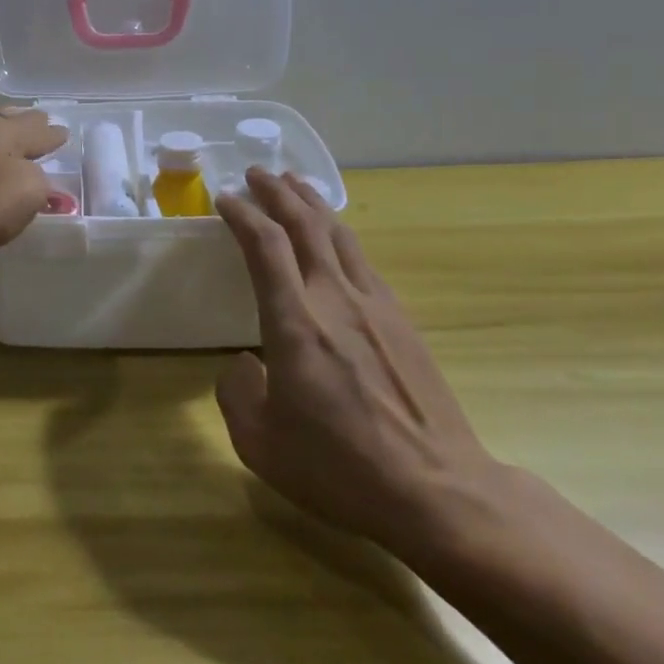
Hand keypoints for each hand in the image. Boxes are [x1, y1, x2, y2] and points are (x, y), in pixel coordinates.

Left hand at [0, 109, 67, 272]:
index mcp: (4, 134)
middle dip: (25, 123)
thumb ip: (39, 185)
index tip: (63, 133)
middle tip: (38, 124)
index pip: (37, 131)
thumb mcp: (21, 197)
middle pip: (5, 121)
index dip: (52, 135)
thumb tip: (39, 181)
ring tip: (5, 143)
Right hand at [214, 169, 501, 564]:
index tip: (225, 199)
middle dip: (278, 191)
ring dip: (312, 203)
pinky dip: (339, 234)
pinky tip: (335, 239)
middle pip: (305, 223)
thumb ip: (237, 393)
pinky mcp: (402, 320)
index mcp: (295, 322)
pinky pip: (363, 260)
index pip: (265, 245)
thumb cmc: (339, 468)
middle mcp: (334, 298)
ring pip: (339, 234)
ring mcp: (375, 305)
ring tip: (295, 184)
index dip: (243, 214)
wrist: (438, 491)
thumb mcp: (260, 443)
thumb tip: (243, 364)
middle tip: (257, 172)